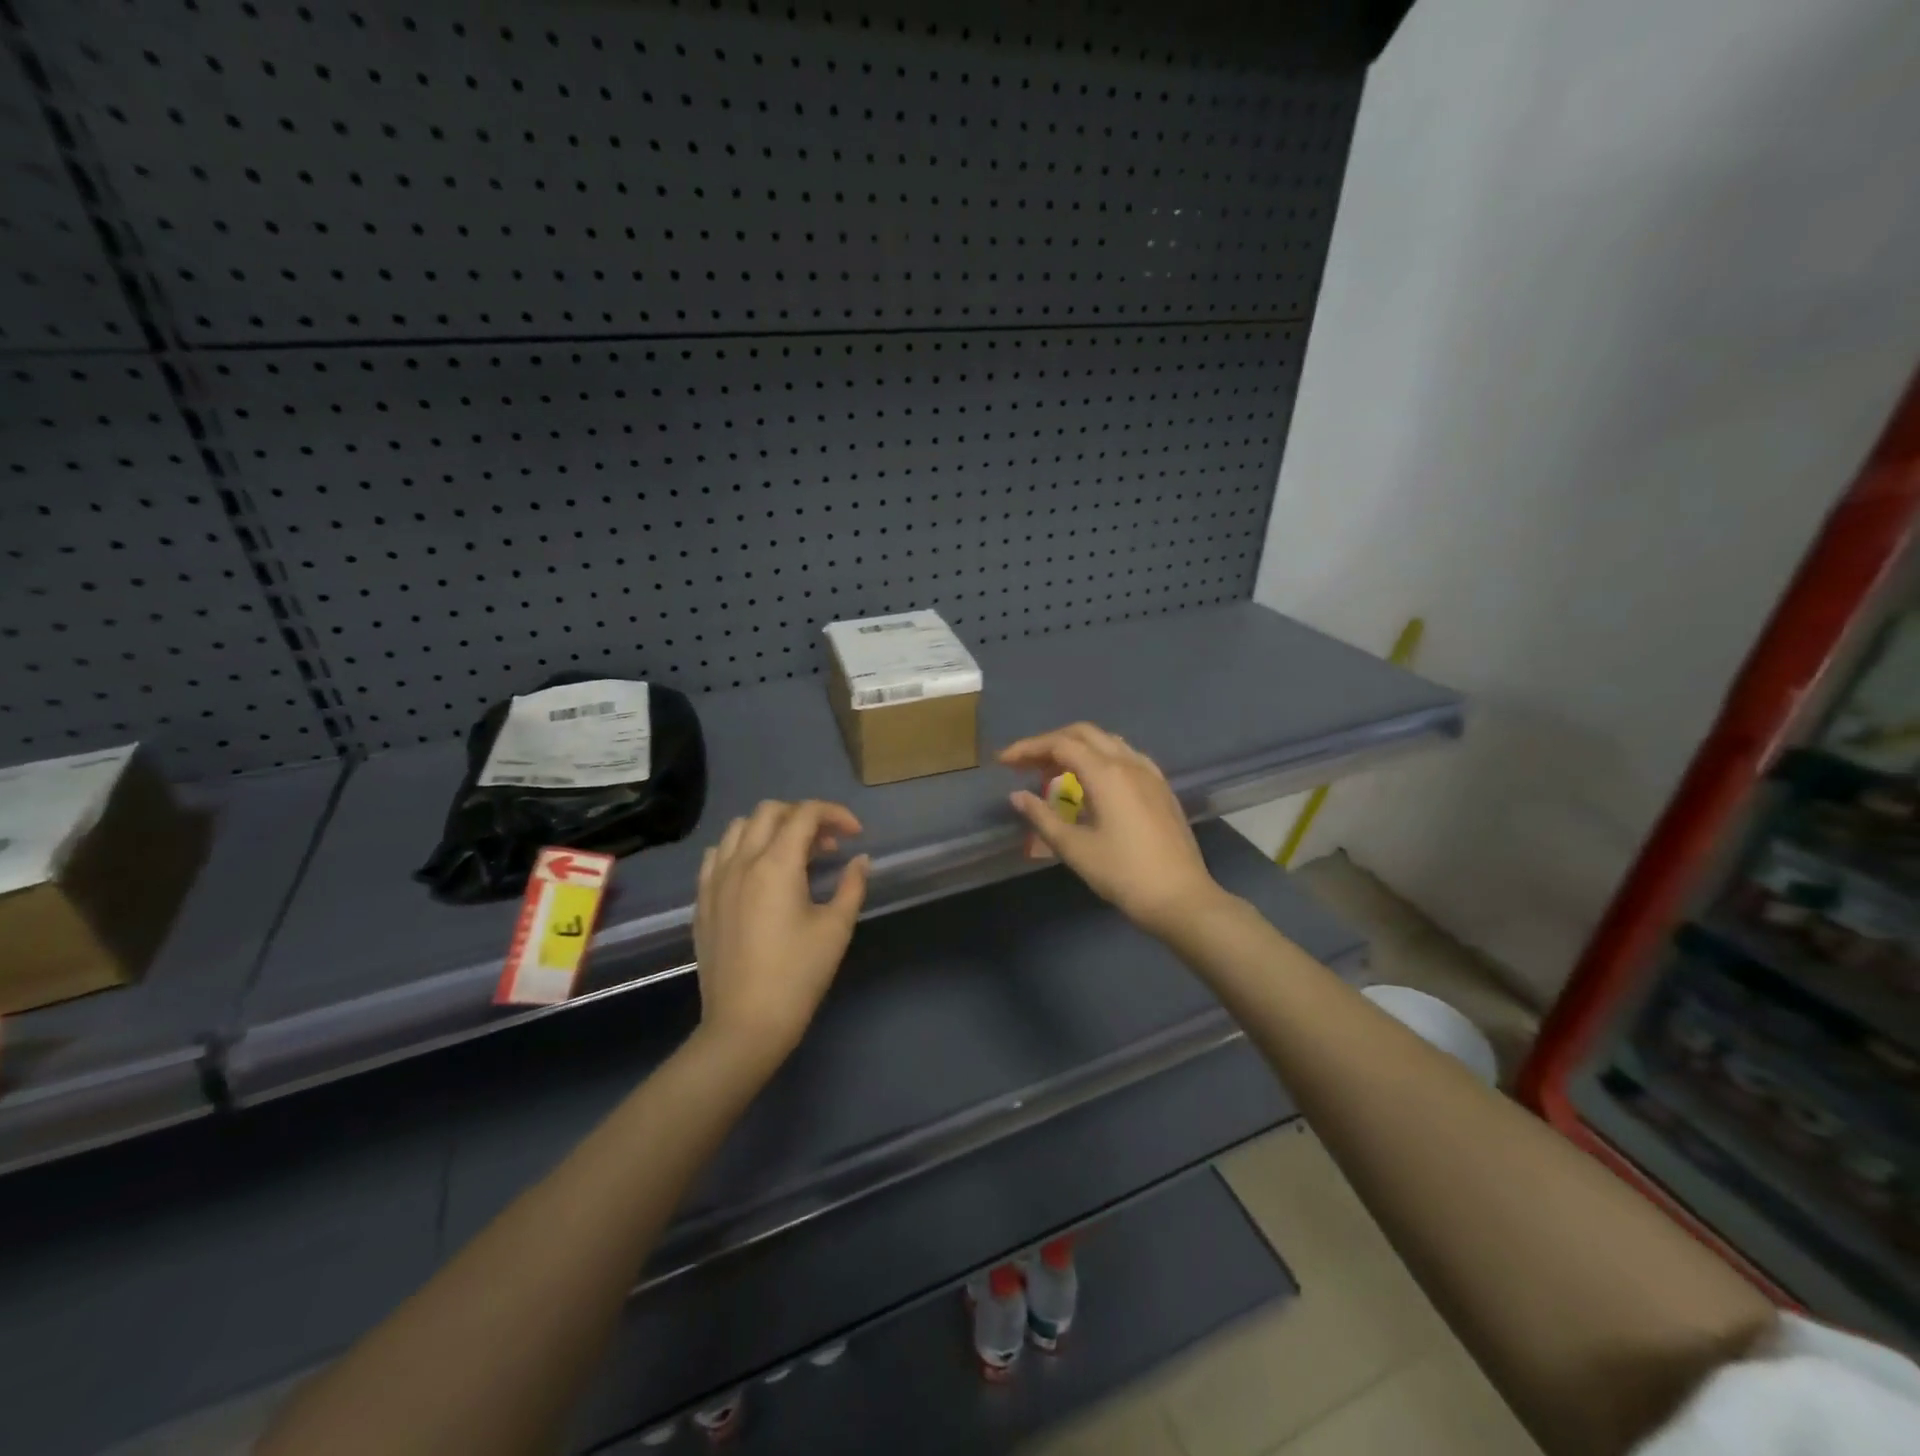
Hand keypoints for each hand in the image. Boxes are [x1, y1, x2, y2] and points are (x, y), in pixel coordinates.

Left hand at [694, 799, 870, 1063]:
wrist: (745, 1024)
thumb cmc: (797, 976)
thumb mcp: (835, 929)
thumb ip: (851, 886)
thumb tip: (860, 860)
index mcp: (776, 864)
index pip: (805, 814)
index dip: (835, 814)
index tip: (855, 834)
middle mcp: (741, 862)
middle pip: (770, 811)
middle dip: (803, 816)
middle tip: (827, 845)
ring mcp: (715, 880)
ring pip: (740, 828)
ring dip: (771, 828)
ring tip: (793, 855)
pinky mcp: (702, 900)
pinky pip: (718, 855)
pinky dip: (741, 848)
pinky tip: (757, 873)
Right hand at [1000, 723, 1224, 939]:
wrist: (1181, 897)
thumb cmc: (1123, 874)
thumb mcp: (1074, 848)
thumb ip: (1042, 817)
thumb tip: (1017, 796)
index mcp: (1106, 773)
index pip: (1060, 745)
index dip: (1028, 749)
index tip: (1003, 762)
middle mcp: (1129, 763)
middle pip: (1083, 734)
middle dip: (1050, 743)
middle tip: (1024, 764)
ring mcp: (1149, 773)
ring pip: (1107, 742)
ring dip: (1076, 748)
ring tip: (1053, 772)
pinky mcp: (1161, 788)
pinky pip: (1125, 756)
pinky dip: (1100, 758)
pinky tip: (1092, 781)